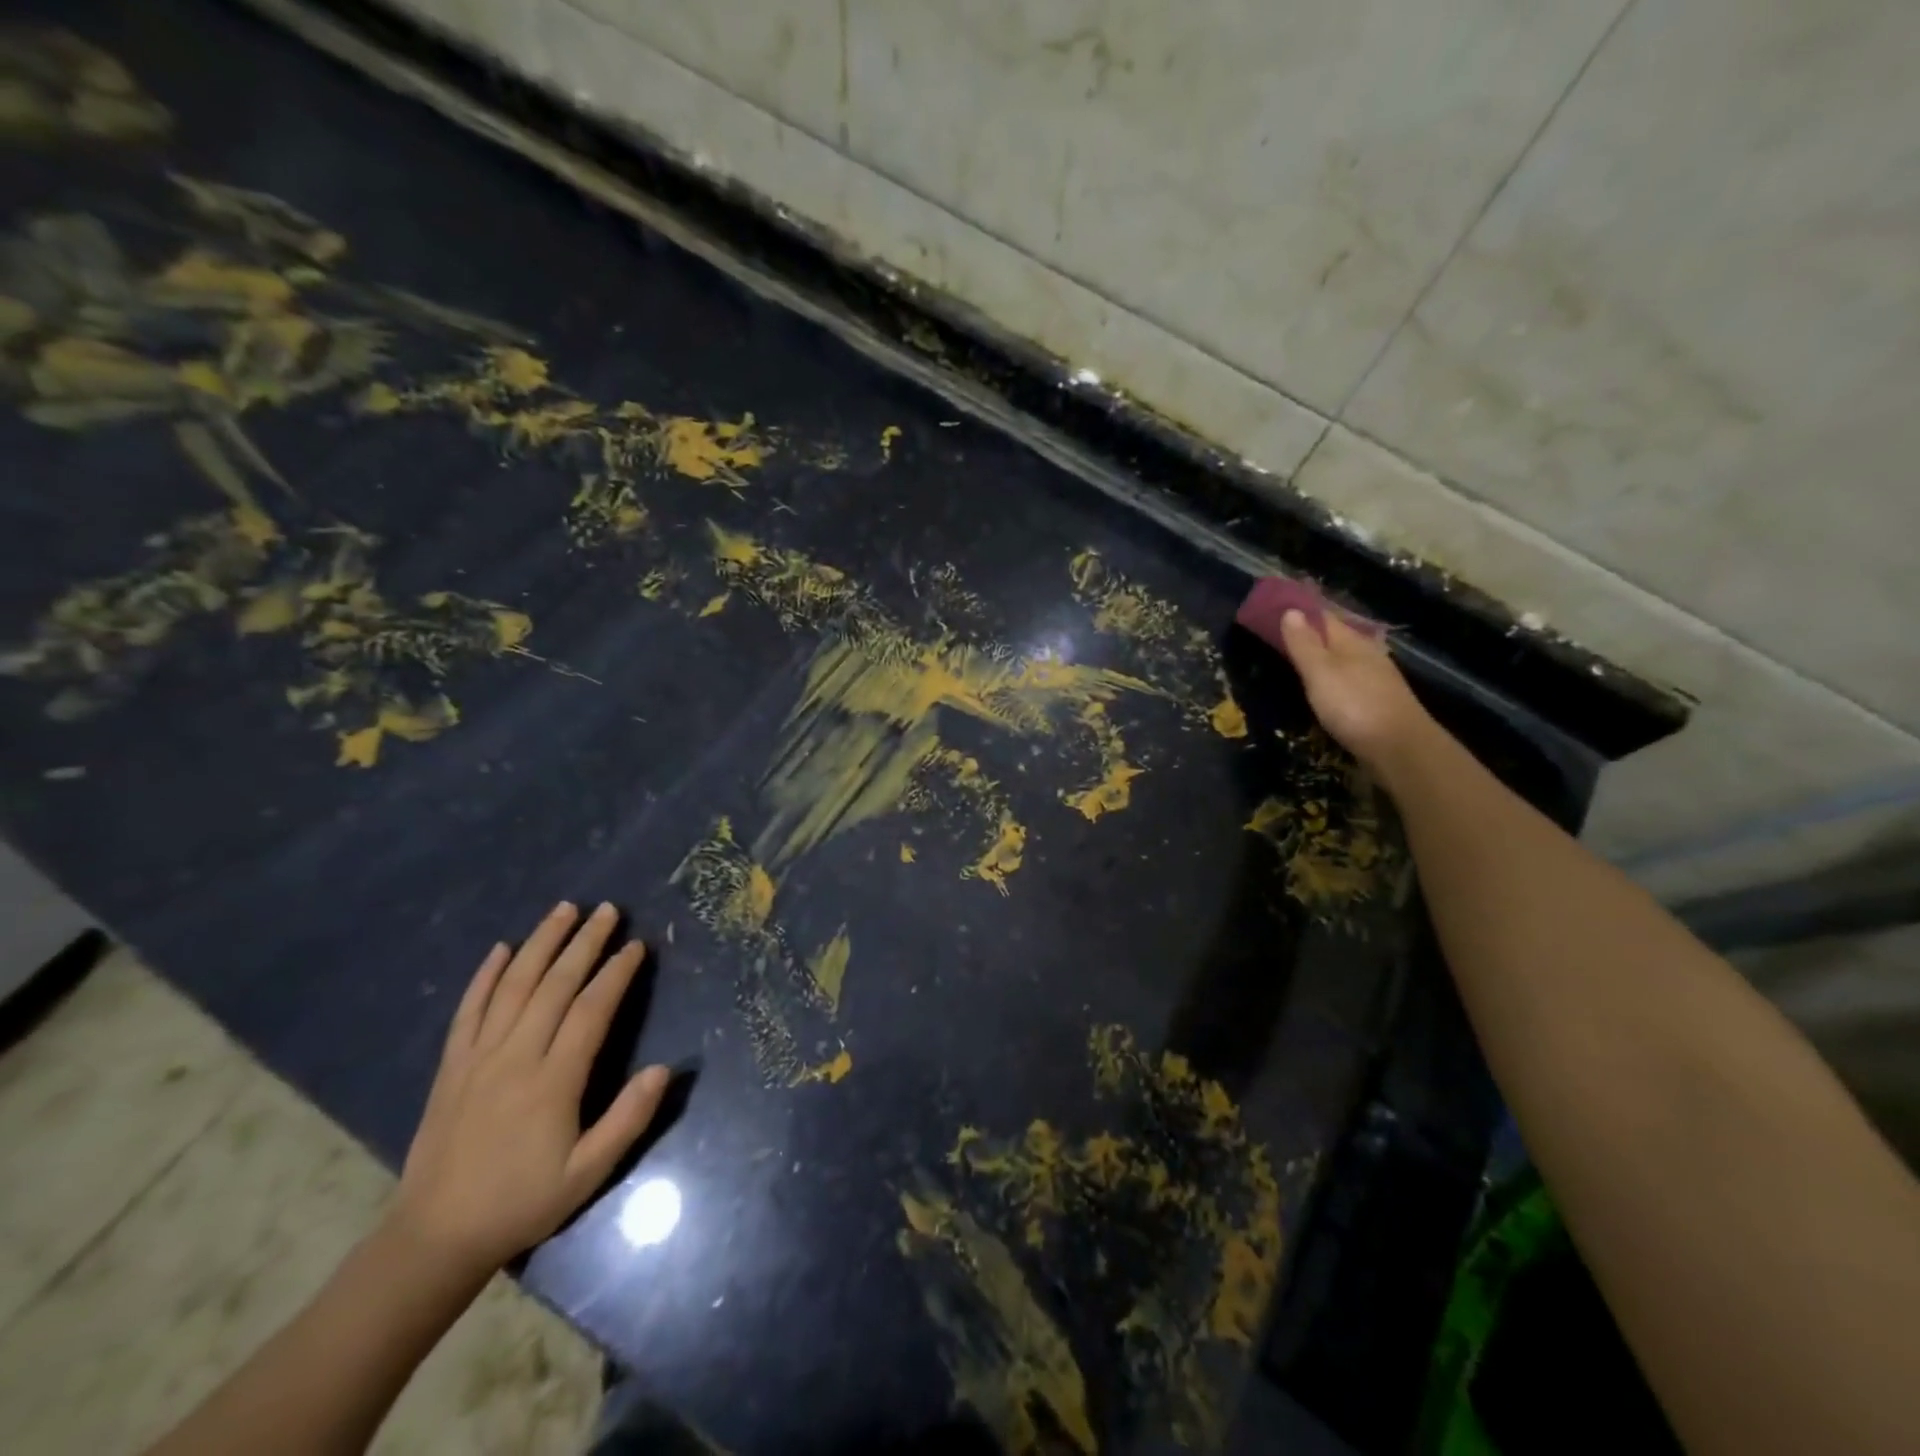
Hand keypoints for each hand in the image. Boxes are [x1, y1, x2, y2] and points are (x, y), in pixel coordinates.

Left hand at [392, 902, 669, 1274]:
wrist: (435, 1238)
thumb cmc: (522, 1203)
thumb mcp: (588, 1173)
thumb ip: (628, 1119)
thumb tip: (664, 1068)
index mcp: (553, 1081)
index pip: (591, 1010)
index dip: (616, 973)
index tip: (636, 945)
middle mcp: (516, 1057)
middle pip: (555, 985)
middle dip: (584, 943)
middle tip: (608, 910)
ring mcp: (478, 1058)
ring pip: (513, 986)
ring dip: (541, 944)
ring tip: (563, 911)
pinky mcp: (451, 1067)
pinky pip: (468, 1011)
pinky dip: (485, 976)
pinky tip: (500, 949)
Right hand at [1278, 607, 1435, 776]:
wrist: (1400, 748)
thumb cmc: (1355, 706)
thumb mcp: (1321, 672)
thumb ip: (1305, 644)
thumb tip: (1291, 610)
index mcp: (1352, 642)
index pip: (1324, 616)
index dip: (1302, 609)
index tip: (1278, 605)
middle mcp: (1367, 654)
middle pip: (1336, 636)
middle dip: (1312, 630)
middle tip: (1283, 628)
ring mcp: (1375, 678)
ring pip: (1344, 657)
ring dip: (1324, 653)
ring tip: (1301, 653)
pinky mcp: (1376, 701)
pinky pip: (1349, 678)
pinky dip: (1333, 674)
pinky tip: (1327, 683)